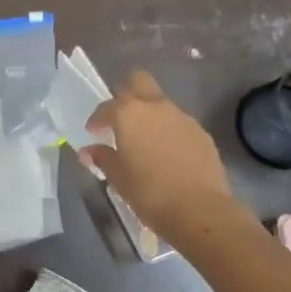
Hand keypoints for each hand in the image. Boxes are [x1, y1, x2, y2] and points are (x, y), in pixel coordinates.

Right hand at [82, 70, 235, 242]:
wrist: (199, 209)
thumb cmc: (149, 191)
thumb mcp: (117, 177)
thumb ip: (102, 158)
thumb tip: (89, 151)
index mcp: (129, 113)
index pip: (107, 106)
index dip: (97, 119)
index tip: (94, 133)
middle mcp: (155, 107)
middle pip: (139, 81)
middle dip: (127, 93)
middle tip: (121, 118)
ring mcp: (182, 117)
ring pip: (161, 103)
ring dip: (150, 115)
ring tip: (146, 141)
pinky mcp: (202, 133)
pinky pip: (179, 123)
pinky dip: (169, 132)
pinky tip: (168, 154)